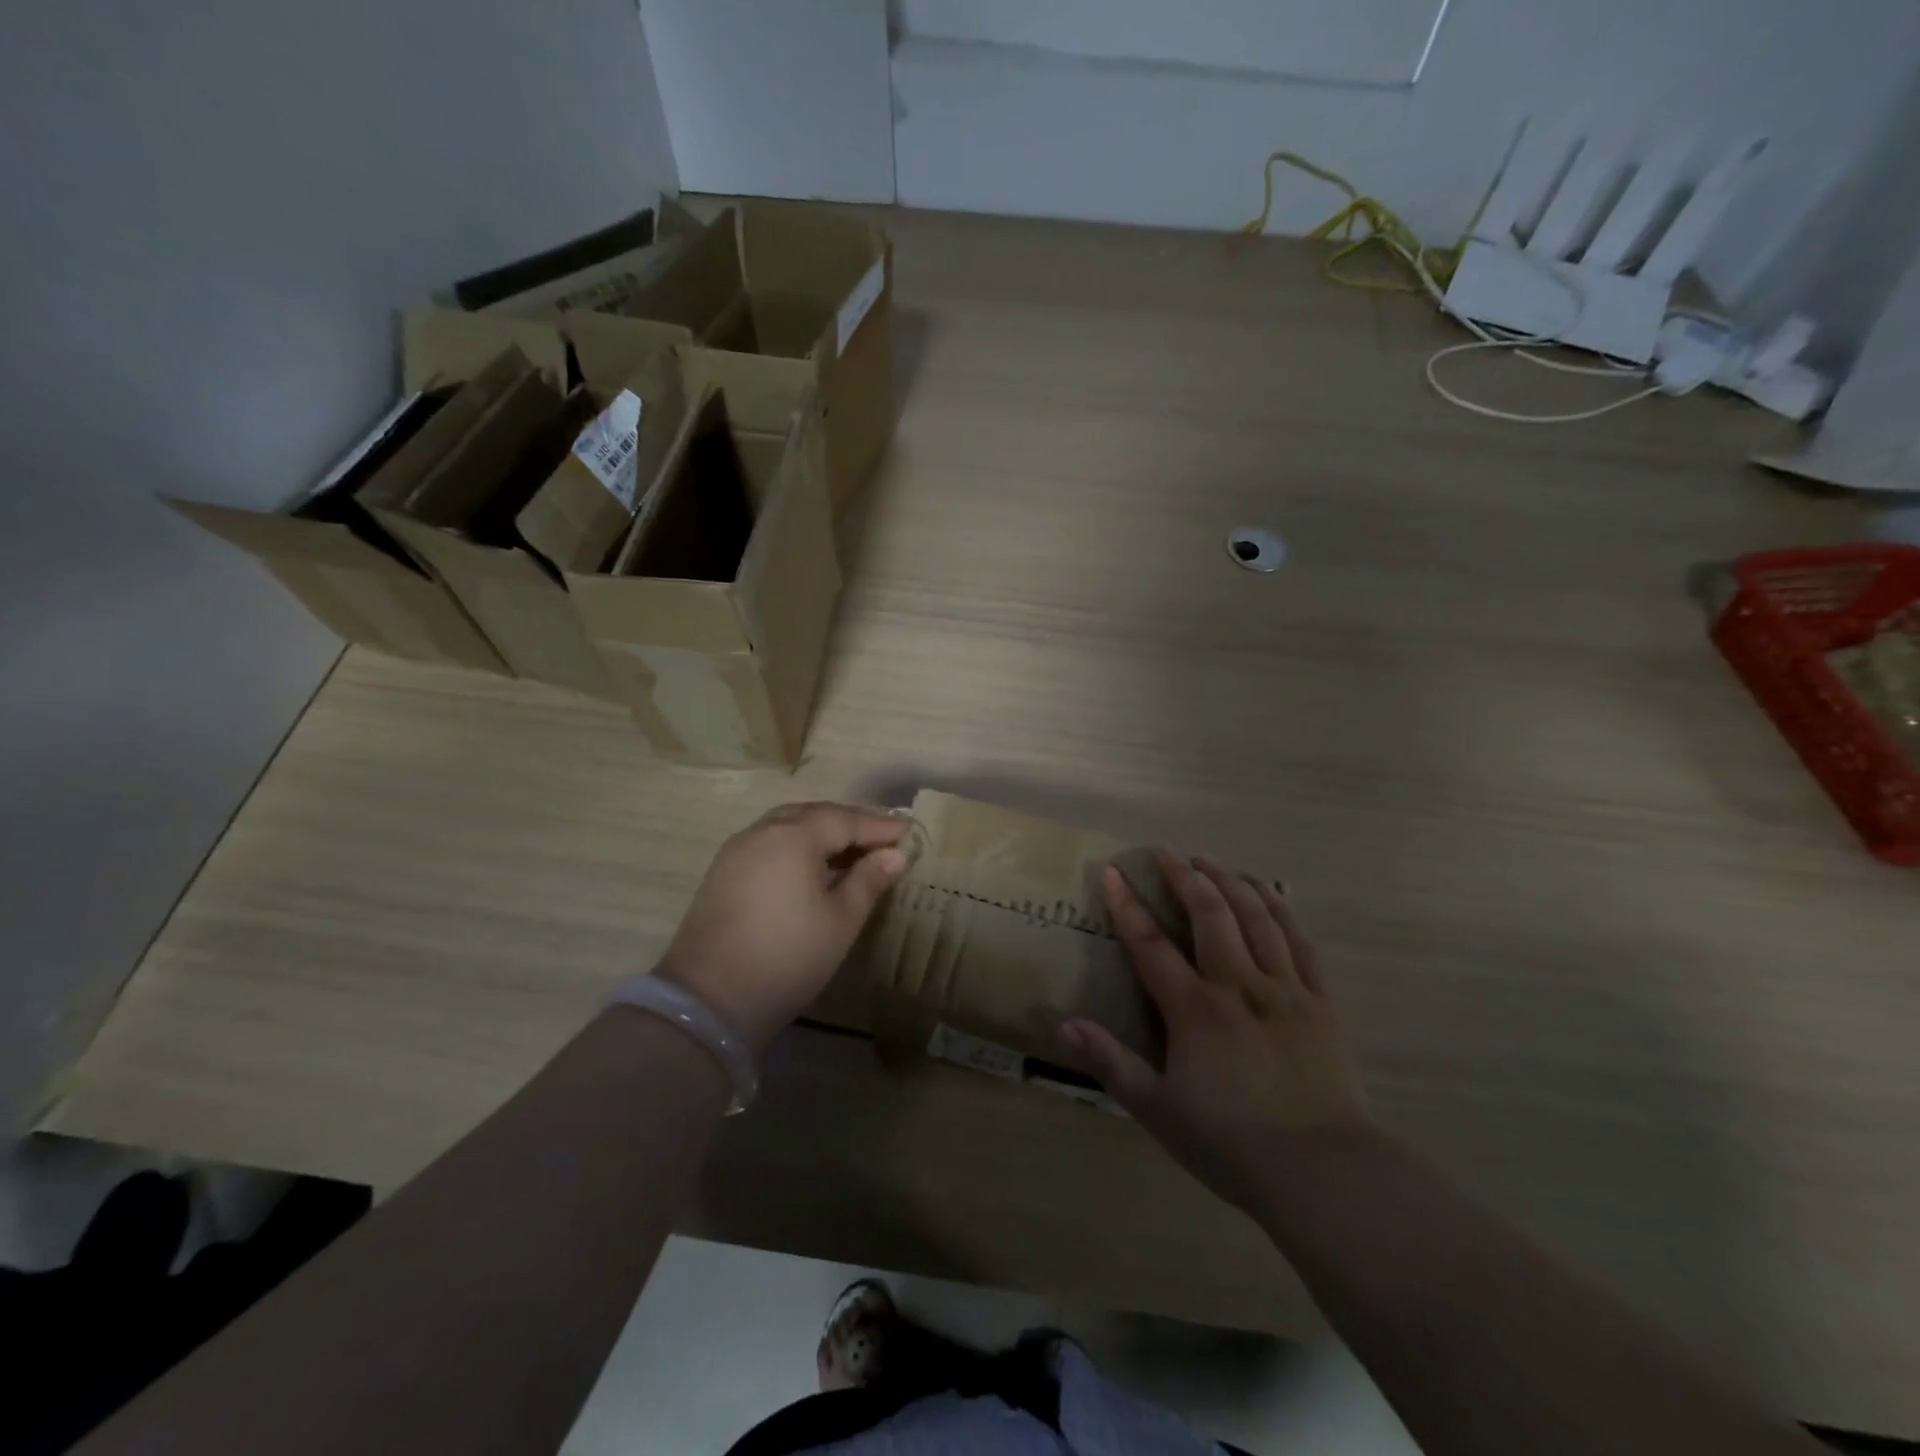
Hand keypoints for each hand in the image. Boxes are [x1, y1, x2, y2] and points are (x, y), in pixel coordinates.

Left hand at [657, 802, 910, 1053]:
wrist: (710, 999)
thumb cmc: (789, 956)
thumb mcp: (841, 920)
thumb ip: (869, 880)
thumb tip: (896, 854)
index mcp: (794, 836)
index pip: (846, 820)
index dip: (880, 826)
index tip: (910, 832)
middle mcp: (763, 831)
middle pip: (815, 814)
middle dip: (851, 822)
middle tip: (883, 837)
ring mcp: (738, 849)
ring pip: (789, 825)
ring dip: (822, 831)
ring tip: (851, 850)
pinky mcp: (723, 871)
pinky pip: (770, 842)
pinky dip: (797, 844)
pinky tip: (812, 866)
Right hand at [1061, 851, 1373, 1213]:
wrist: (1324, 1174)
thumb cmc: (1232, 1145)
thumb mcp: (1159, 1111)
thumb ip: (1112, 1064)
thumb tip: (1065, 1026)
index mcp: (1196, 1010)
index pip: (1151, 945)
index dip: (1127, 906)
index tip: (1112, 872)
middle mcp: (1239, 986)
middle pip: (1210, 915)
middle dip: (1184, 877)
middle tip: (1165, 851)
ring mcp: (1284, 990)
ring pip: (1256, 919)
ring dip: (1230, 882)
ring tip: (1210, 860)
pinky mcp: (1321, 1002)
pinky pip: (1300, 942)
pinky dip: (1280, 910)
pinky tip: (1268, 893)